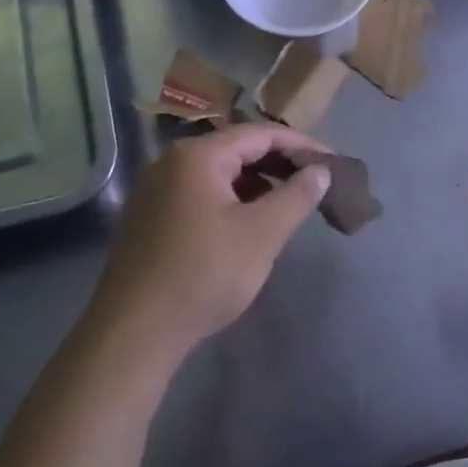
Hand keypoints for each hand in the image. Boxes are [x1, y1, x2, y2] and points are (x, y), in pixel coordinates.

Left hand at [85, 124, 331, 375]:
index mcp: (198, 156)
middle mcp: (171, 161)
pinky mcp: (150, 216)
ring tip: (289, 203)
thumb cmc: (204, 275)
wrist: (134, 333)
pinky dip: (232, 198)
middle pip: (237, 148)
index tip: (333, 162)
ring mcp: (155, 189)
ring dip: (257, 182)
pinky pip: (200, 192)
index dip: (301, 145)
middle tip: (316, 181)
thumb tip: (321, 171)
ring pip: (218, 172)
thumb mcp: (262, 234)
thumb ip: (297, 195)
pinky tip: (250, 222)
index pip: (260, 133)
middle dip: (279, 163)